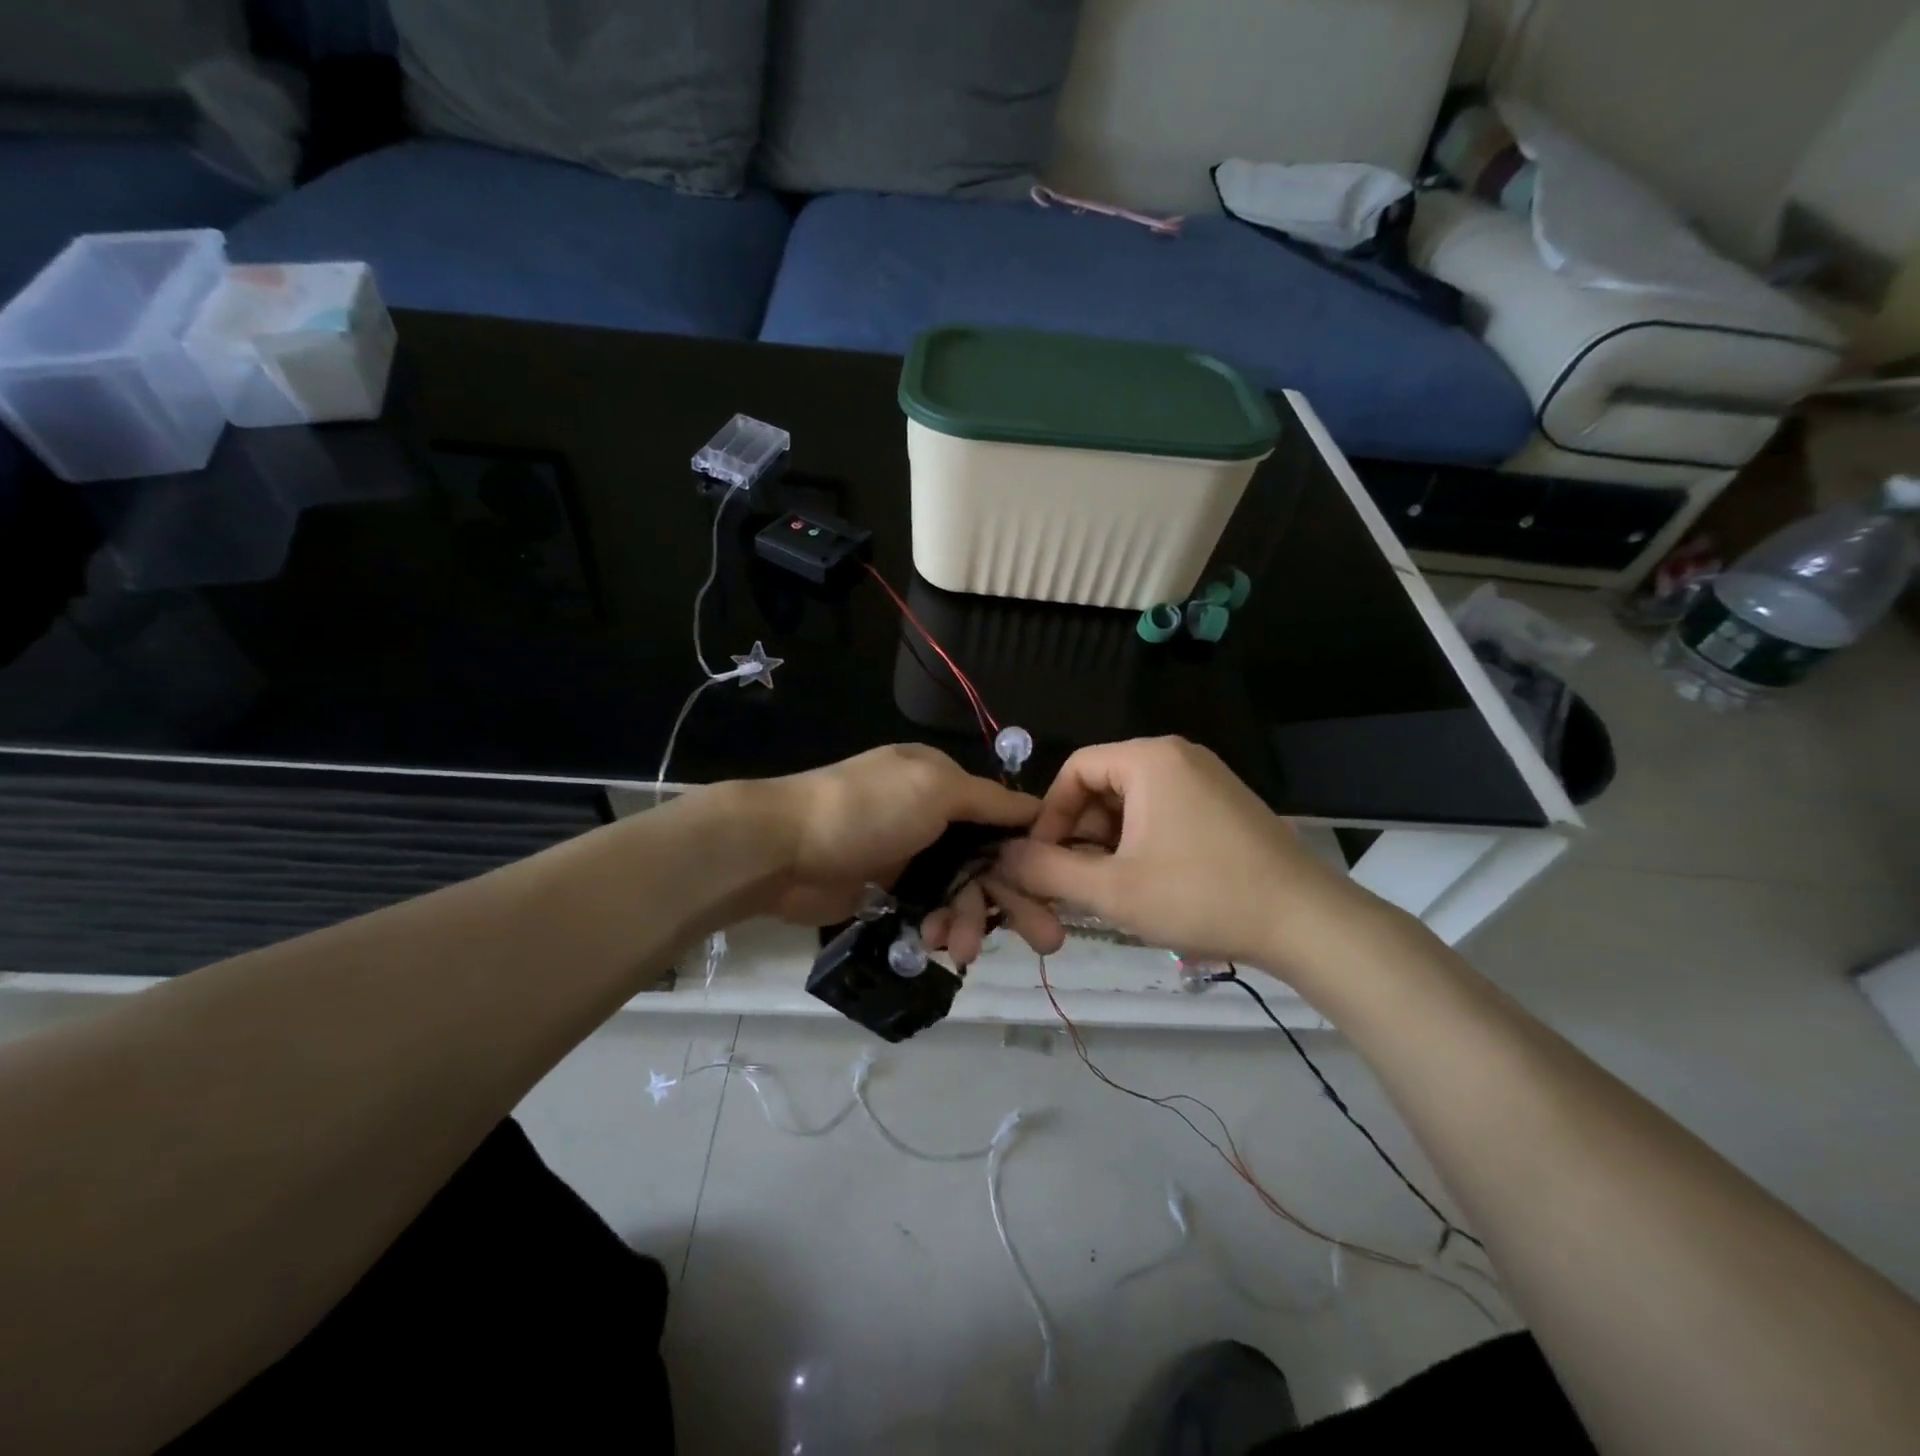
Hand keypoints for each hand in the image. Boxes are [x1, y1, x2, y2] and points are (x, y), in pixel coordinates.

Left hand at [753, 745, 1058, 964]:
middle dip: (1014, 898)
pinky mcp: (889, 892)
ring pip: (960, 892)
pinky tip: (935, 944)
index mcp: (944, 782)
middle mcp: (932, 817)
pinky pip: (930, 912)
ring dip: (970, 921)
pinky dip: (938, 928)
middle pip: (987, 861)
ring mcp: (910, 856)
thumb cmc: (867, 809)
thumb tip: (1039, 806)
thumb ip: (989, 800)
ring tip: (965, 951)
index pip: (1002, 818)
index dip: (1030, 852)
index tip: (1057, 887)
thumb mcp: (935, 788)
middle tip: (1048, 940)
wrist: (784, 848)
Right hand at [992, 737, 1372, 971]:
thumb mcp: (1112, 890)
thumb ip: (1048, 872)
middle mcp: (1177, 756)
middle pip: (1103, 785)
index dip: (1049, 816)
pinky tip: (1145, 884)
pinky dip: (1141, 843)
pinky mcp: (1224, 805)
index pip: (1074, 769)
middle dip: (1079, 834)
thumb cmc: (1201, 896)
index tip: (1042, 861)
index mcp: (1149, 759)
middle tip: (1073, 883)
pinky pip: (1163, 812)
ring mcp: (1207, 779)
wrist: (1307, 922)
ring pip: (1132, 803)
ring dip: (1109, 844)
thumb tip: (1002, 858)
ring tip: (1107, 889)